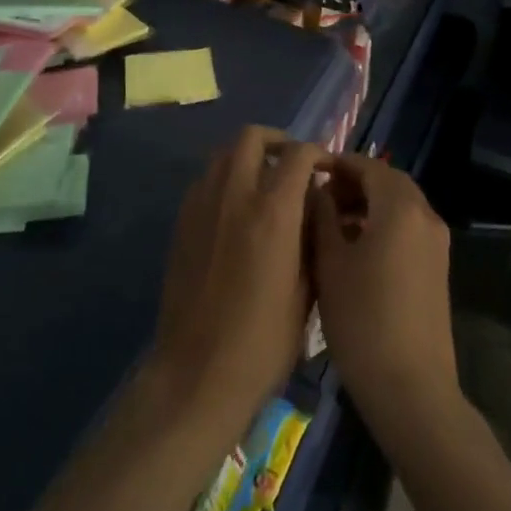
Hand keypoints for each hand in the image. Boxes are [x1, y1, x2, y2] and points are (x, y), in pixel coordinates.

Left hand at [151, 127, 327, 433]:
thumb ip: (312, 237)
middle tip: (293, 165)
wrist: (197, 374)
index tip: (328, 169)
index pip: (298, 153)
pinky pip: (205, 179)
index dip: (318, 153)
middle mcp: (234, 194)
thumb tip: (313, 206)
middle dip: (278, 141)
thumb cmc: (264, 342)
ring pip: (224, 153)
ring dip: (248, 156)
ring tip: (265, 184)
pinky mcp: (182, 220)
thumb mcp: (307, 291)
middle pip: (252, 136)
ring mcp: (202, 204)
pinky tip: (236, 210)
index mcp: (273, 211)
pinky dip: (225, 178)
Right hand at [308, 157, 459, 425]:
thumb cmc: (362, 319)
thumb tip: (320, 190)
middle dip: (354, 182)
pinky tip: (355, 248)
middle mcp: (425, 215)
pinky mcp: (438, 267)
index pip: (367, 166)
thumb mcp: (330, 262)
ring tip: (331, 223)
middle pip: (387, 181)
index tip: (308, 173)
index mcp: (400, 207)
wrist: (411, 389)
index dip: (337, 164)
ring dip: (368, 203)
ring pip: (399, 204)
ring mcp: (436, 243)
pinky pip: (408, 227)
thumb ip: (323, 216)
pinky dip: (383, 223)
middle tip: (319, 197)